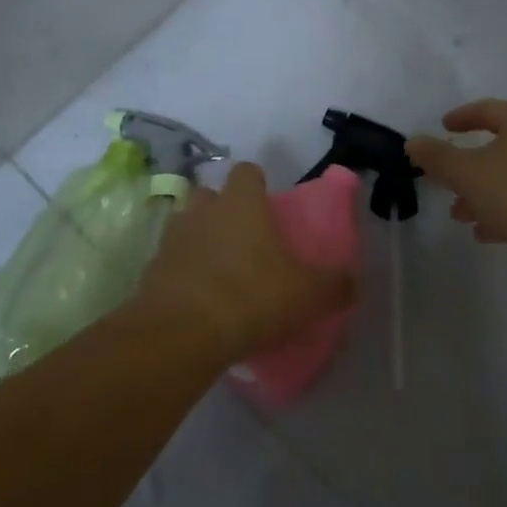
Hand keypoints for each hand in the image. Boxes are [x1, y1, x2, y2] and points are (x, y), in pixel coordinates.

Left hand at [136, 162, 354, 363]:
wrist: (180, 334)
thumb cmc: (249, 298)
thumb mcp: (306, 295)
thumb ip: (334, 285)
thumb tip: (354, 281)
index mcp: (241, 203)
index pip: (247, 172)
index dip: (258, 185)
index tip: (269, 207)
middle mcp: (203, 210)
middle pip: (211, 194)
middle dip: (224, 210)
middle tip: (245, 240)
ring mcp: (172, 238)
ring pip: (188, 225)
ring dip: (201, 240)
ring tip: (221, 271)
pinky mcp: (151, 270)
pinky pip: (171, 261)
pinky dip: (183, 272)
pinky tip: (199, 301)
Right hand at [407, 100, 506, 284]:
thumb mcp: (466, 171)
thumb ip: (437, 157)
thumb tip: (413, 143)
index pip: (488, 110)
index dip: (462, 117)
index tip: (443, 127)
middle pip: (497, 148)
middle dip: (466, 166)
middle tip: (444, 177)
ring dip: (479, 194)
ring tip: (458, 214)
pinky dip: (498, 214)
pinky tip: (481, 232)